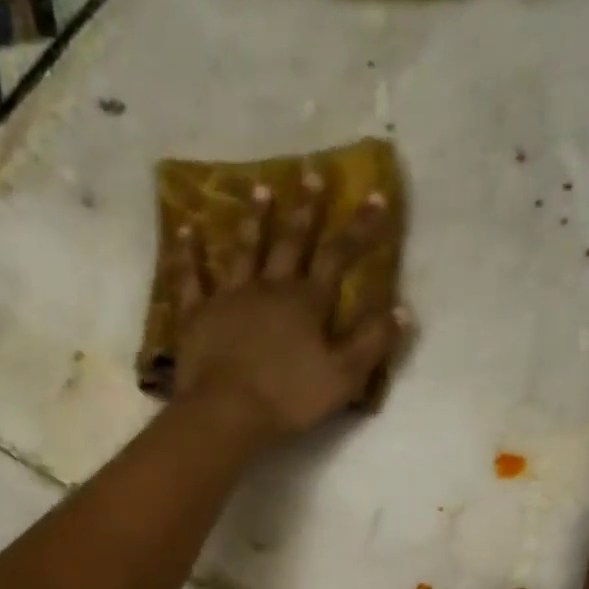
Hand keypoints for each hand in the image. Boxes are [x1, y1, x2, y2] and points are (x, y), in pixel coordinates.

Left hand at [167, 176, 409, 442]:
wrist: (226, 413)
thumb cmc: (288, 398)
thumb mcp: (344, 377)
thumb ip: (372, 342)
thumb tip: (403, 309)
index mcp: (306, 302)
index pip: (338, 256)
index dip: (359, 228)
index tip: (375, 197)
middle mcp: (269, 288)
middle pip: (290, 242)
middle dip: (305, 210)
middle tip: (311, 175)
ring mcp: (229, 298)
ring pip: (243, 250)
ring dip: (254, 219)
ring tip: (260, 188)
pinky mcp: (196, 315)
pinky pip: (190, 279)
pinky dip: (188, 254)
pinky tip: (186, 229)